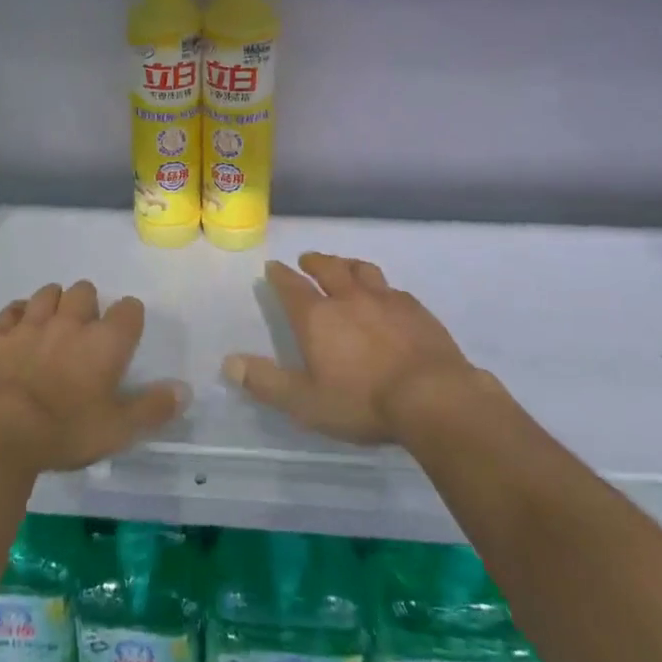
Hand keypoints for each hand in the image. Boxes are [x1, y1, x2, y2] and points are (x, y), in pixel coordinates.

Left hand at [0, 280, 190, 473]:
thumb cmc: (64, 431)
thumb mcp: (118, 430)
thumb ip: (153, 408)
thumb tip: (185, 390)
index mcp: (105, 341)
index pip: (129, 309)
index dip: (129, 318)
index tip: (125, 335)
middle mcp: (70, 322)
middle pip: (85, 291)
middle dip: (88, 305)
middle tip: (84, 333)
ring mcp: (31, 324)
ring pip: (48, 293)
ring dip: (54, 303)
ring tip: (53, 327)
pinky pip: (12, 310)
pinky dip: (18, 315)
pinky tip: (19, 330)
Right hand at [222, 253, 489, 445]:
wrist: (433, 396)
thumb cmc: (362, 401)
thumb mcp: (305, 402)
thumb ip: (266, 382)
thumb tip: (228, 362)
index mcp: (318, 317)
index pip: (291, 287)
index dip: (280, 276)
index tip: (273, 267)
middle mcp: (349, 298)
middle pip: (328, 268)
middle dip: (314, 262)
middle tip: (307, 260)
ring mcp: (385, 299)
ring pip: (362, 270)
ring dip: (348, 265)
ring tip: (344, 266)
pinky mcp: (416, 309)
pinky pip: (393, 289)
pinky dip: (382, 288)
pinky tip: (387, 296)